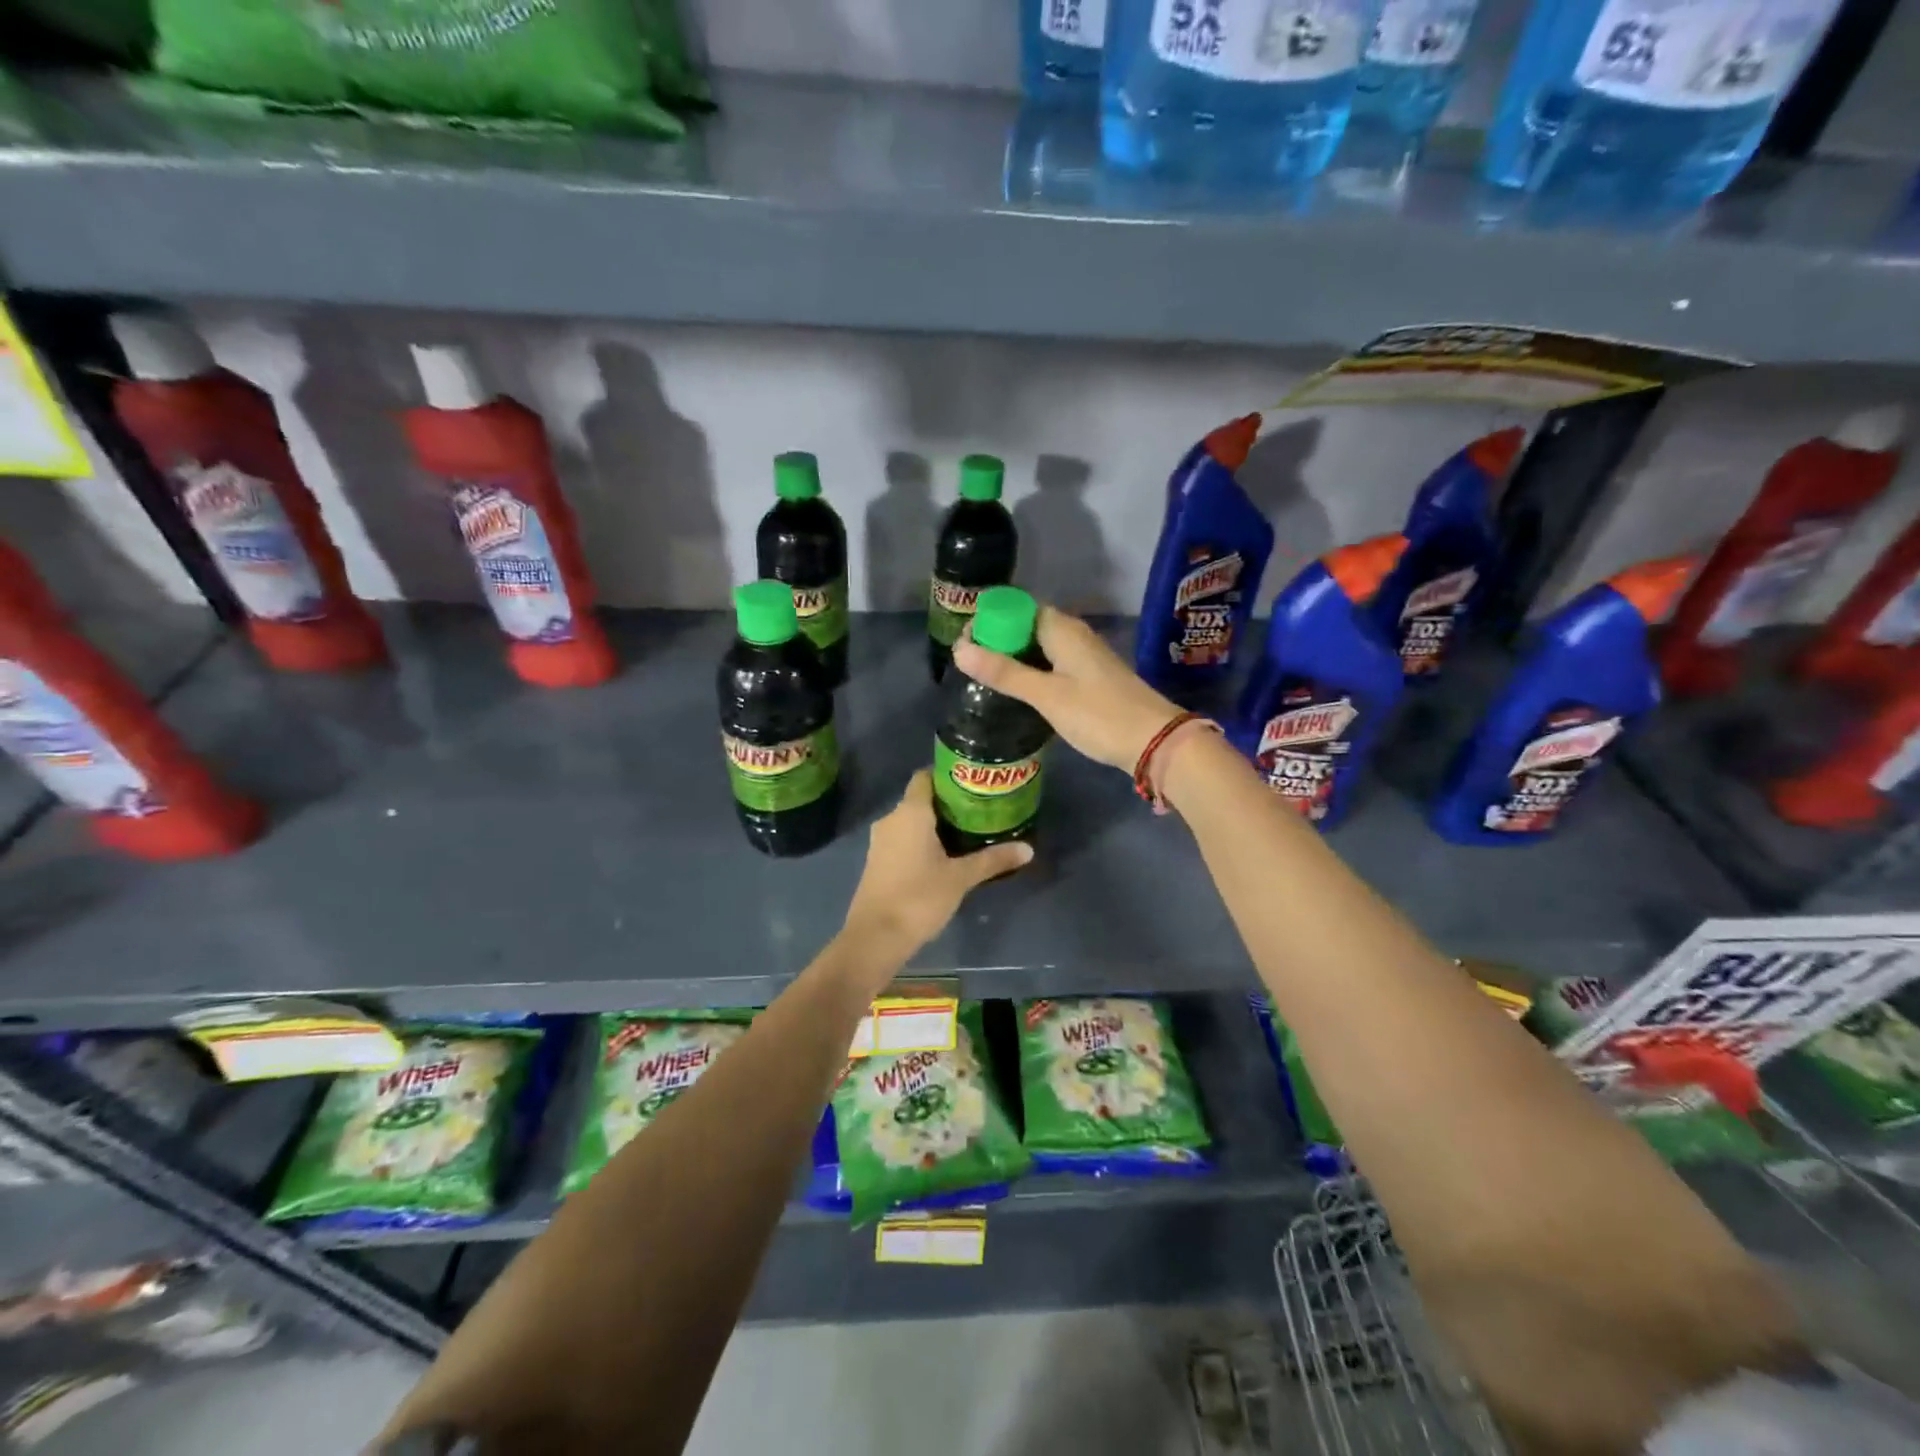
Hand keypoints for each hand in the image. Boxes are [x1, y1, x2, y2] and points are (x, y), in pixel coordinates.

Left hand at [840, 771, 1031, 966]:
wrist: (875, 936)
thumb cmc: (919, 897)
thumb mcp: (961, 878)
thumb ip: (993, 860)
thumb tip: (1028, 849)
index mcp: (910, 812)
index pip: (926, 776)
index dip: (948, 775)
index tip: (973, 783)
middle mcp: (892, 819)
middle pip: (921, 799)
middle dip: (948, 804)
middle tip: (980, 810)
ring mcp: (881, 841)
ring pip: (911, 822)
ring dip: (935, 825)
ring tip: (968, 833)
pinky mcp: (878, 861)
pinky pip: (903, 839)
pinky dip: (922, 842)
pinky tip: (944, 857)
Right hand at [952, 605, 1182, 772]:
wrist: (1154, 741)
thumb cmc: (1098, 714)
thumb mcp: (1046, 695)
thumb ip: (1004, 673)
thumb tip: (959, 650)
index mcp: (1062, 629)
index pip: (1016, 609)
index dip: (988, 621)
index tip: (964, 645)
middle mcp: (1074, 635)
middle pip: (1026, 627)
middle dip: (997, 641)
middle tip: (969, 666)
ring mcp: (1084, 657)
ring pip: (1039, 648)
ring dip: (1013, 659)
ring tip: (984, 679)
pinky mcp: (1090, 678)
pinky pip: (1052, 664)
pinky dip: (1031, 672)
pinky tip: (1018, 692)